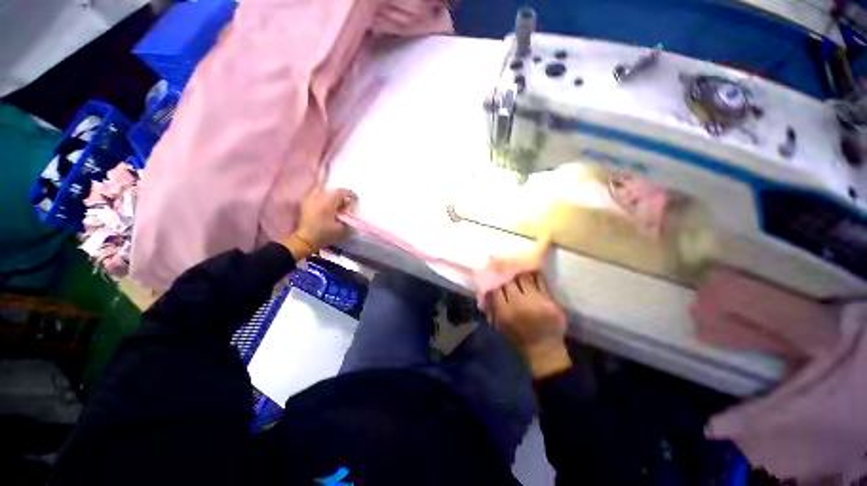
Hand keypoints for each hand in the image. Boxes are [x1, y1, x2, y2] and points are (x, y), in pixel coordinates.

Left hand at [283, 187, 356, 259]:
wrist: (305, 239)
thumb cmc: (325, 234)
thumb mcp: (342, 228)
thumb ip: (347, 215)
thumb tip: (349, 207)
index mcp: (327, 203)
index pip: (341, 192)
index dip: (350, 194)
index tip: (356, 199)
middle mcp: (317, 197)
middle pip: (331, 189)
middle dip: (340, 192)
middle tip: (345, 199)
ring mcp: (309, 198)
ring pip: (322, 188)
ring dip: (331, 192)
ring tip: (336, 200)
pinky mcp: (305, 202)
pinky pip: (315, 192)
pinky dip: (322, 194)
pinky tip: (326, 202)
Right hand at [490, 272, 570, 378]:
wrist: (543, 349)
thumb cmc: (517, 337)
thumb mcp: (499, 324)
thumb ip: (492, 305)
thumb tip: (485, 287)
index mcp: (505, 312)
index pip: (495, 288)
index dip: (493, 279)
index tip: (492, 273)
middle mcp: (520, 304)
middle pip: (510, 280)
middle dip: (506, 273)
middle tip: (504, 267)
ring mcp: (537, 301)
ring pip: (525, 277)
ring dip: (519, 272)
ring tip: (517, 268)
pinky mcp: (550, 300)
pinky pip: (540, 280)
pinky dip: (534, 275)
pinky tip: (530, 272)